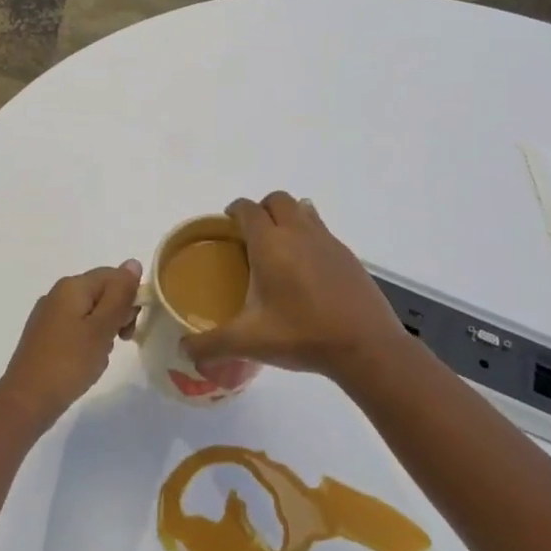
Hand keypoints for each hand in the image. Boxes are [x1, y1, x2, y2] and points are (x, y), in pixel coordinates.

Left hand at [0, 261, 142, 425]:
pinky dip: (88, 341)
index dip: (129, 297)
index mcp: (72, 286)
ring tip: (100, 356)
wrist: (26, 401)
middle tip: (119, 341)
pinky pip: (76, 328)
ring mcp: (48, 315)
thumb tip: (133, 262)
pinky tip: (86, 362)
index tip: (130, 326)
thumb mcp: (102, 327)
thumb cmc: (69, 362)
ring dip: (104, 331)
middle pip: (101, 292)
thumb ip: (119, 294)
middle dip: (117, 314)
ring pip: (90, 312)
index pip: (113, 275)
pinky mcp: (44, 336)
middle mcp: (57, 294)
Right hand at [183, 192, 408, 378]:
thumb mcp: (249, 342)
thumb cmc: (302, 334)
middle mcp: (298, 232)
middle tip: (252, 236)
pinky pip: (323, 230)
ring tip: (280, 246)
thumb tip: (185, 350)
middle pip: (277, 200)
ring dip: (288, 217)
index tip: (227, 224)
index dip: (234, 210)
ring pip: (303, 209)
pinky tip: (308, 269)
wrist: (365, 346)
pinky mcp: (348, 255)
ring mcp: (327, 241)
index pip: (247, 208)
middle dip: (262, 209)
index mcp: (269, 243)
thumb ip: (211, 344)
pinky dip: (310, 237)